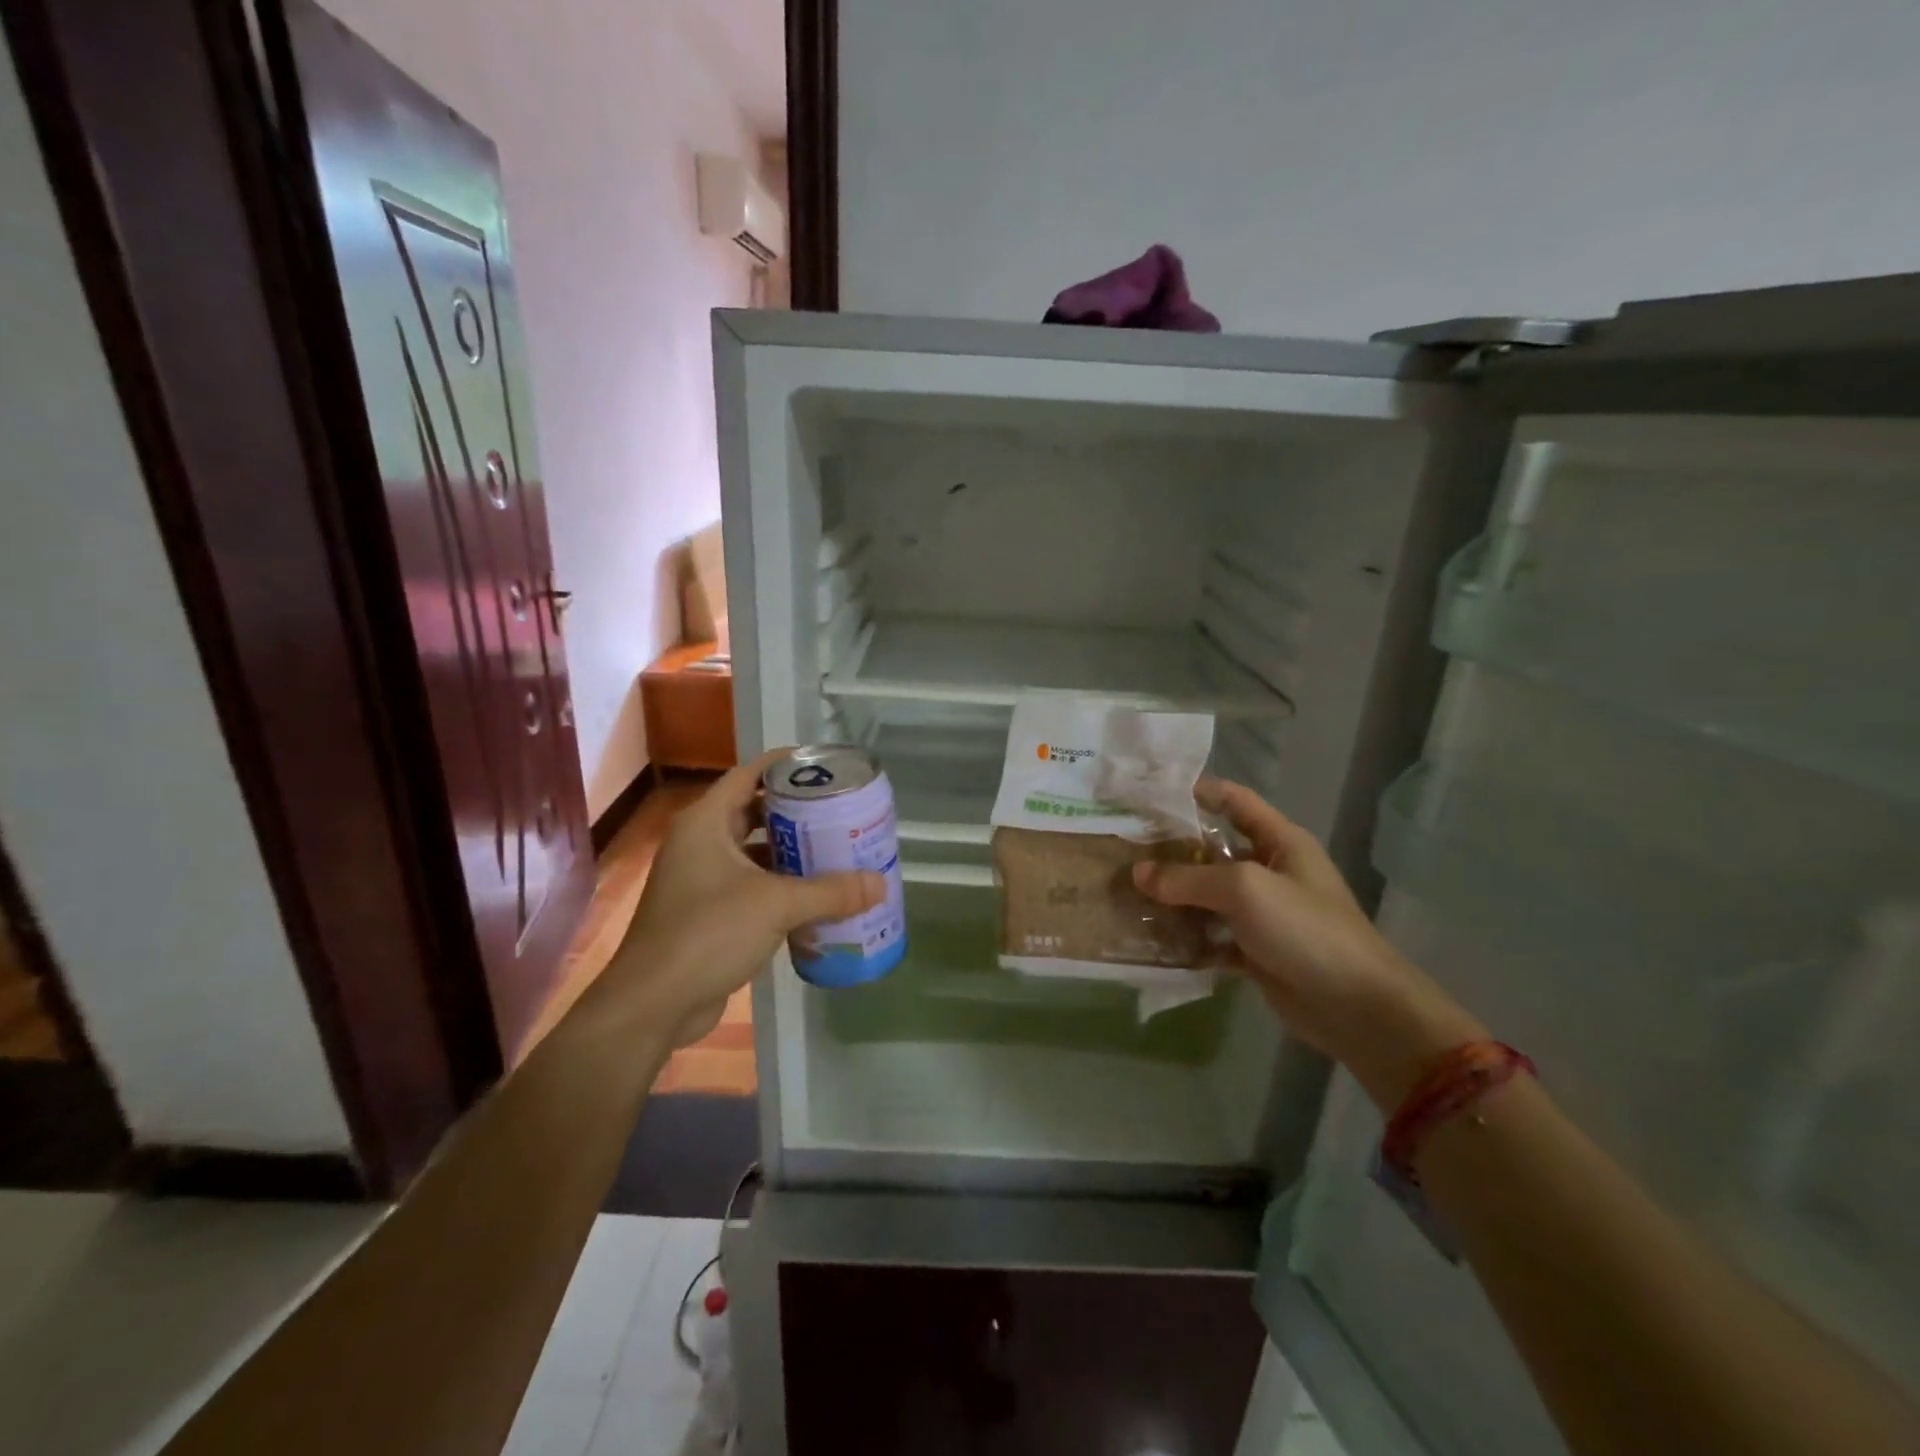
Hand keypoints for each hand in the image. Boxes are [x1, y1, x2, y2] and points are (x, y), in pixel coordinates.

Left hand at [601, 751, 883, 1048]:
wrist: (654, 1003)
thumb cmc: (709, 932)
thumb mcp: (777, 905)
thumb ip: (831, 892)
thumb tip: (880, 884)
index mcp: (706, 822)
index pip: (749, 774)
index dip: (785, 765)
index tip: (824, 764)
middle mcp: (699, 842)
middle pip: (753, 811)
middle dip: (795, 811)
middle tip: (839, 810)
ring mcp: (699, 879)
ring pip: (752, 851)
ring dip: (789, 851)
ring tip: (834, 849)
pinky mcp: (705, 912)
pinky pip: (749, 884)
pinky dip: (779, 885)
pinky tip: (813, 895)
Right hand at [1132, 777, 1484, 1106]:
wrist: (1356, 1007)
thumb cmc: (1305, 929)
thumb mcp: (1245, 890)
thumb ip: (1188, 878)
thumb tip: (1137, 872)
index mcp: (1279, 842)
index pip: (1235, 801)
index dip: (1199, 792)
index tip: (1153, 794)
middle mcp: (1270, 871)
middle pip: (1214, 850)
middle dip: (1173, 850)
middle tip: (1125, 850)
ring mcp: (1263, 913)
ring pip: (1209, 896)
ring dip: (1175, 898)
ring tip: (1128, 895)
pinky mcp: (1255, 951)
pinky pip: (1213, 937)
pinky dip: (1188, 938)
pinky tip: (1154, 939)